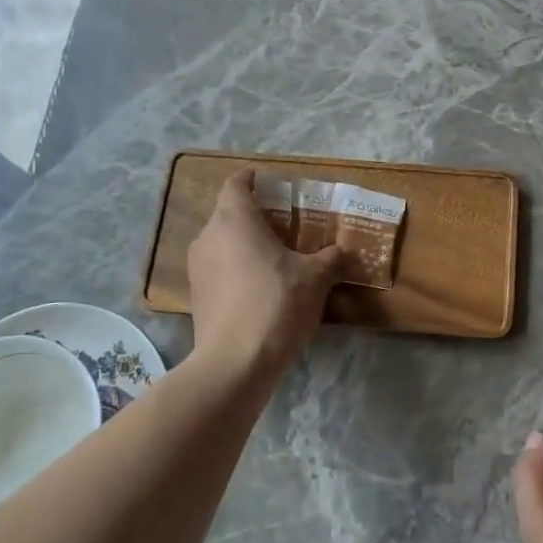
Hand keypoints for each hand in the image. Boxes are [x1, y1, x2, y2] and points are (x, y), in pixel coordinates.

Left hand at [187, 169, 344, 376]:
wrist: (235, 362)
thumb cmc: (276, 304)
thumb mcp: (316, 278)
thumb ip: (332, 258)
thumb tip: (346, 250)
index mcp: (234, 220)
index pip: (236, 184)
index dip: (251, 180)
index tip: (268, 183)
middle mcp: (209, 237)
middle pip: (228, 213)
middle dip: (254, 215)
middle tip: (284, 224)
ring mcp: (198, 268)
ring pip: (221, 243)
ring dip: (243, 244)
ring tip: (273, 257)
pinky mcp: (196, 296)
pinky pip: (218, 269)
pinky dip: (235, 269)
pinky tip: (259, 287)